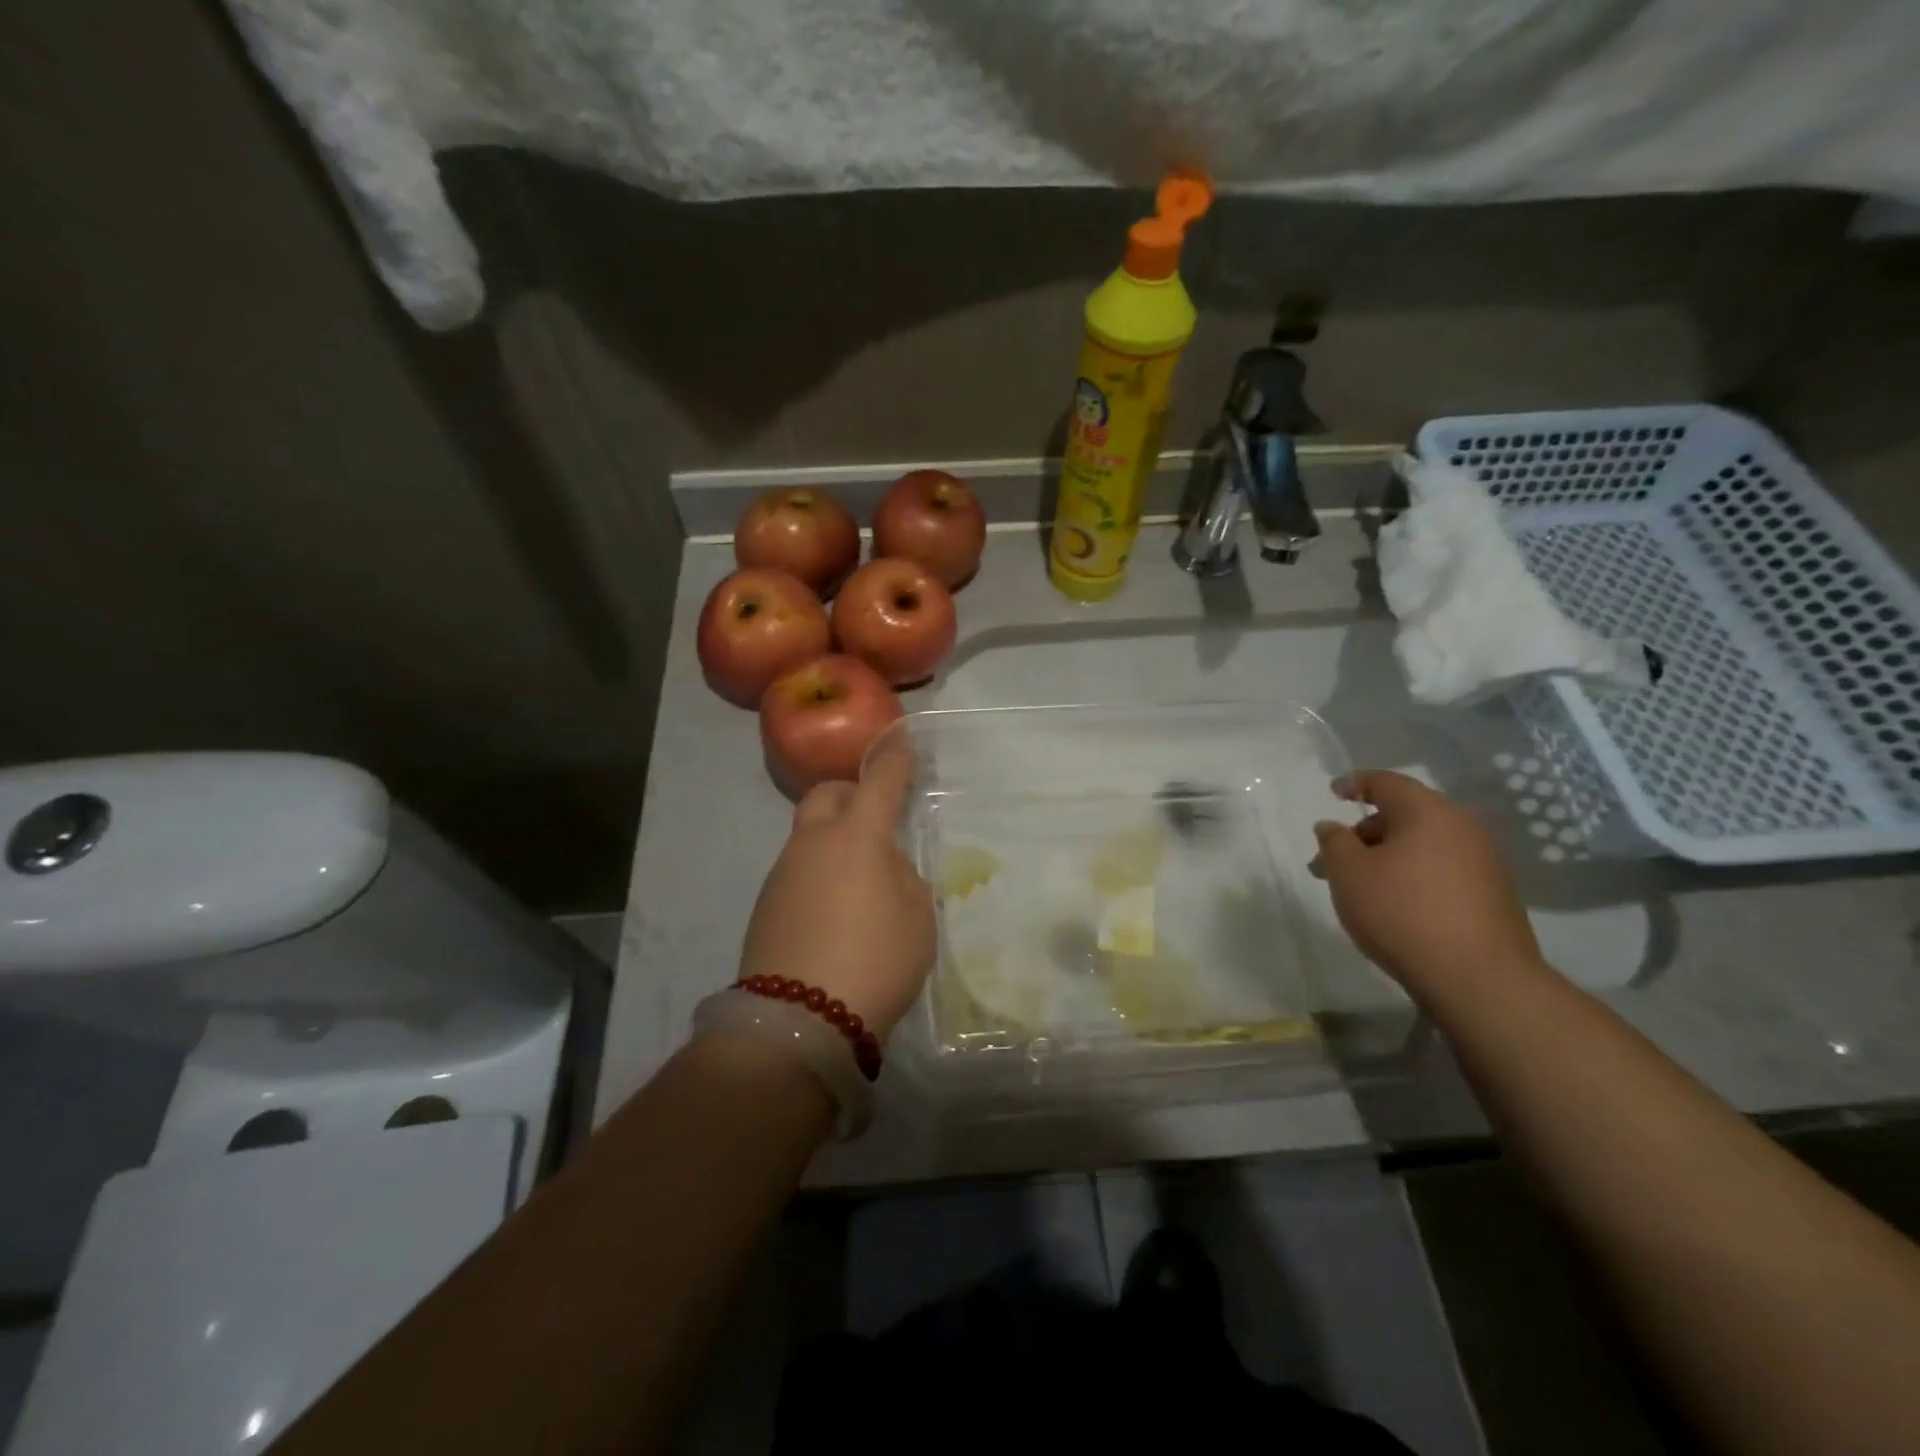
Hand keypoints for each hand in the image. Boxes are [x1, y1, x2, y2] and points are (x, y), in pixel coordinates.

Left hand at [739, 737, 934, 1038]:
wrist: (799, 1020)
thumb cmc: (875, 960)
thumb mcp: (916, 918)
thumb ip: (903, 879)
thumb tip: (883, 867)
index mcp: (858, 836)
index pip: (880, 780)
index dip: (895, 759)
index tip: (902, 742)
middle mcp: (814, 842)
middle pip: (827, 795)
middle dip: (851, 793)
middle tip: (874, 818)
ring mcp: (783, 872)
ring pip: (808, 834)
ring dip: (833, 839)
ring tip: (859, 881)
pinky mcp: (765, 904)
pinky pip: (797, 870)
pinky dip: (817, 873)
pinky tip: (833, 912)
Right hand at [1309, 770, 1546, 999]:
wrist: (1479, 980)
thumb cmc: (1402, 913)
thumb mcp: (1348, 873)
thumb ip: (1334, 842)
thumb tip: (1333, 826)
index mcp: (1428, 812)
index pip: (1386, 782)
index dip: (1355, 783)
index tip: (1334, 792)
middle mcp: (1462, 828)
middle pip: (1405, 815)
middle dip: (1364, 833)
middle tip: (1332, 860)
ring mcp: (1484, 862)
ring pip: (1423, 845)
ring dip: (1387, 858)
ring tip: (1360, 888)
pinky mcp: (1494, 895)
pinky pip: (1441, 870)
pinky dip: (1413, 876)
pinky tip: (1395, 906)